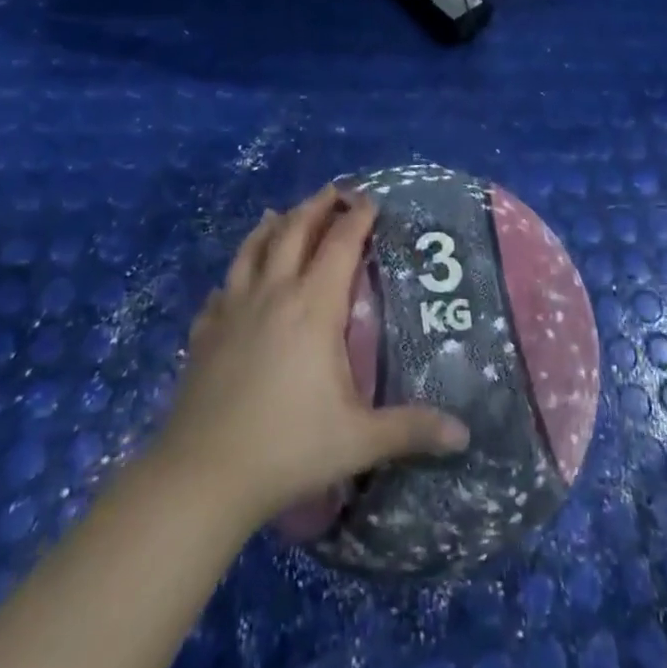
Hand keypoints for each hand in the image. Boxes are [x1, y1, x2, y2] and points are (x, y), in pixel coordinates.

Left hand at [152, 188, 469, 529]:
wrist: (202, 475)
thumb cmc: (287, 448)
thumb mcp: (358, 440)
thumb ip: (411, 429)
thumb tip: (464, 434)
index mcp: (313, 307)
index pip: (340, 245)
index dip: (357, 218)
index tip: (370, 200)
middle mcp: (273, 294)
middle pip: (293, 231)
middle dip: (315, 207)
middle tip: (332, 192)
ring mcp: (232, 309)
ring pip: (252, 249)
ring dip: (271, 226)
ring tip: (280, 213)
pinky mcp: (204, 332)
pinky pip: (222, 289)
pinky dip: (234, 275)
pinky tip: (233, 283)